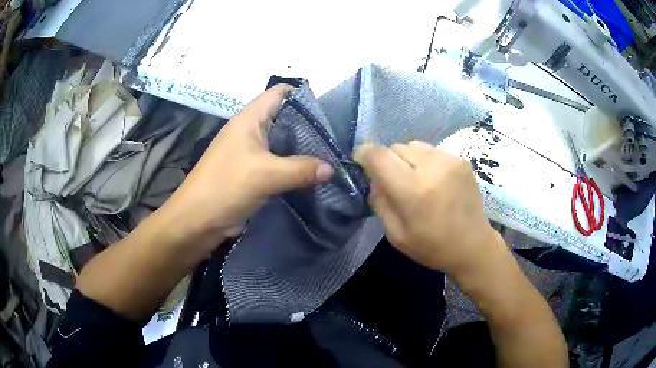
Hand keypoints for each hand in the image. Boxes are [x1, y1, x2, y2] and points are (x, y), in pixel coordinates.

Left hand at [163, 84, 333, 242]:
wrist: (197, 221)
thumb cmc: (226, 187)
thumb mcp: (266, 175)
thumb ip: (301, 169)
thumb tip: (332, 169)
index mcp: (249, 119)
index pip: (279, 92)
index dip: (303, 96)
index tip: (327, 113)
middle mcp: (250, 130)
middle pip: (284, 118)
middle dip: (309, 126)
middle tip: (334, 140)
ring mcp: (250, 152)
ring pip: (282, 143)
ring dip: (302, 149)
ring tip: (329, 157)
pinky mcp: (251, 172)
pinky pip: (278, 163)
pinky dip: (293, 167)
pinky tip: (311, 176)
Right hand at [354, 141, 502, 276]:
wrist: (473, 245)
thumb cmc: (432, 247)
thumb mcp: (396, 234)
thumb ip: (380, 202)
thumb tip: (374, 178)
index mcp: (413, 191)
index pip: (379, 156)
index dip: (364, 153)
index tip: (360, 159)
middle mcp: (432, 168)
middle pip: (396, 147)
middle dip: (388, 160)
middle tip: (393, 180)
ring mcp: (450, 160)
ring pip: (414, 145)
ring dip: (407, 159)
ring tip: (415, 179)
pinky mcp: (461, 160)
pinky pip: (432, 151)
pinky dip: (425, 161)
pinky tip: (433, 180)